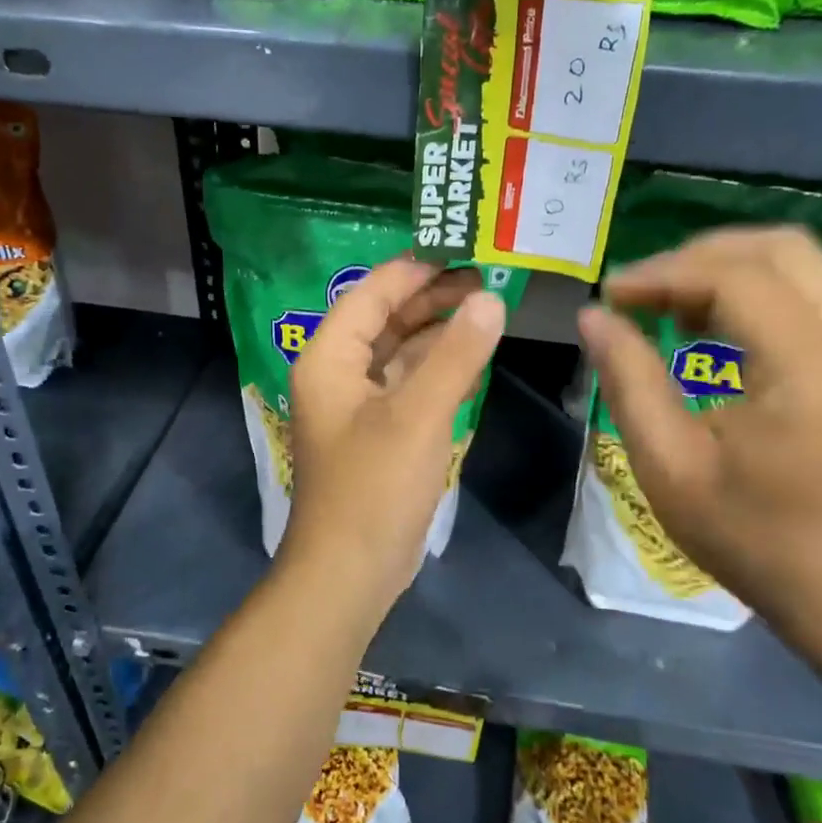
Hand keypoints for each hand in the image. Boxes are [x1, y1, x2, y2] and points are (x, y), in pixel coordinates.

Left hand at [278, 256, 506, 611]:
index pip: (372, 293)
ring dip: (437, 330)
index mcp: (330, 357)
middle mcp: (337, 372)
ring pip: (397, 350)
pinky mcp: (376, 431)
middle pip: (384, 317)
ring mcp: (356, 404)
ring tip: (487, 308)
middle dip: (432, 297)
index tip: (465, 251)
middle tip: (487, 279)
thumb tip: (491, 300)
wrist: (350, 571)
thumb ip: (455, 355)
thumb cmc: (375, 488)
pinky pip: (406, 382)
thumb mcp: (418, 415)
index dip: (416, 269)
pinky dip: (435, 366)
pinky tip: (470, 355)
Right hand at [576, 226, 821, 634]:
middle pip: (777, 247)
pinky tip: (706, 324)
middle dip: (697, 256)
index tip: (610, 296)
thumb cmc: (749, 533)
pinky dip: (750, 289)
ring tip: (665, 303)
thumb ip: (629, 380)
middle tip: (641, 292)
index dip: (662, 274)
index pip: (734, 277)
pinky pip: (806, 290)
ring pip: (795, 260)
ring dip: (724, 268)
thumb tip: (593, 317)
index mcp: (808, 365)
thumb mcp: (669, 464)